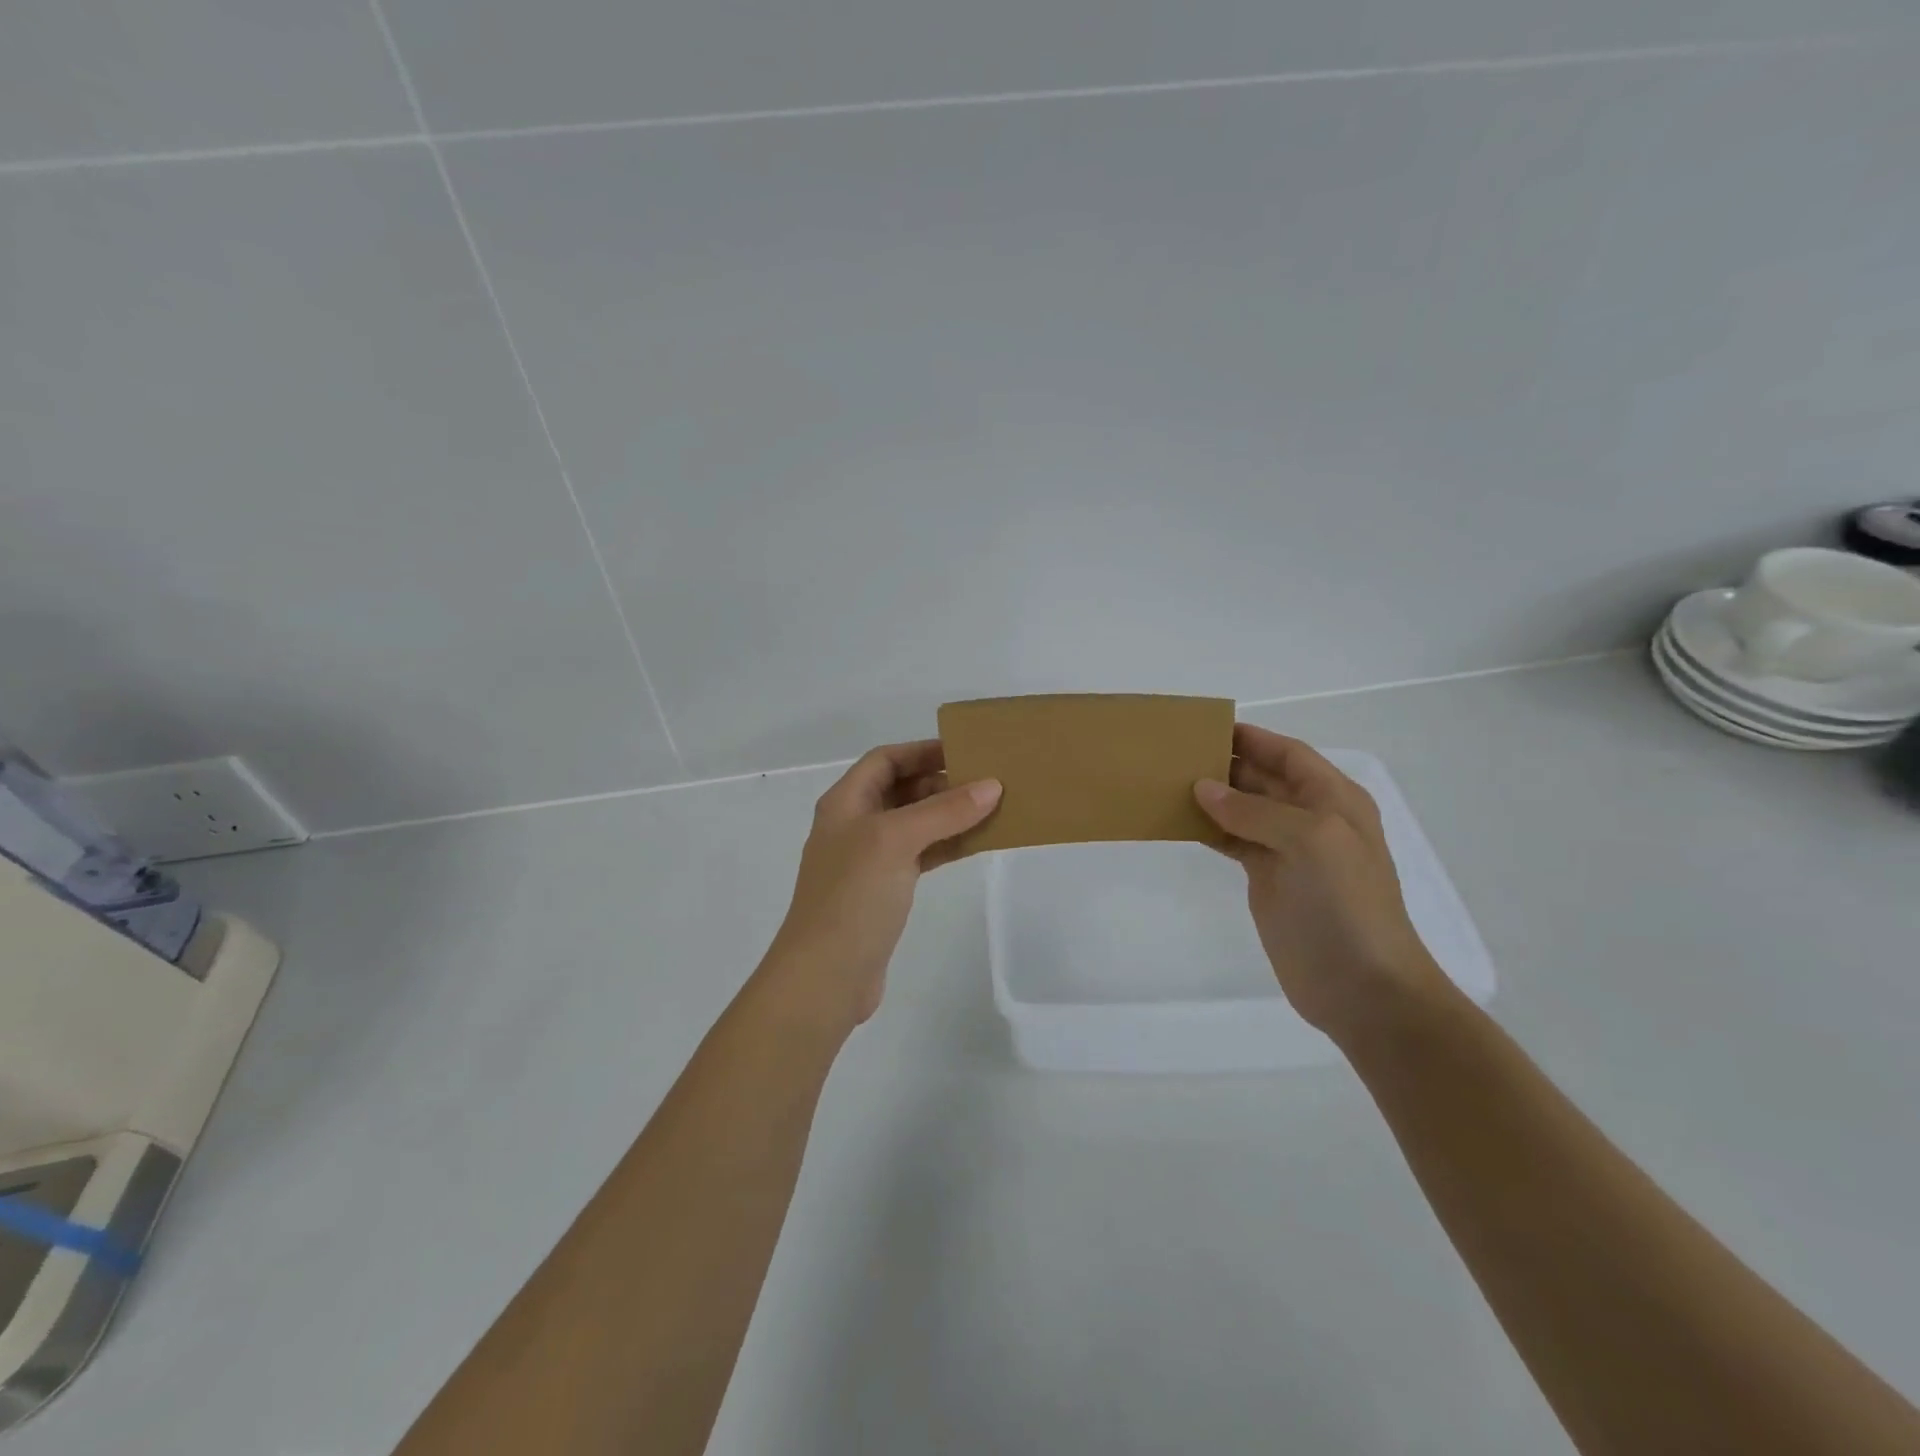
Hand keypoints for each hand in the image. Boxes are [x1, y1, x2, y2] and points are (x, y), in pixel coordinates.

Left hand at [762, 741, 1001, 1029]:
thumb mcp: (896, 841)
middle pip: (902, 789)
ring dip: (949, 815)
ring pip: (915, 824)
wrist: (825, 977)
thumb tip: (991, 785)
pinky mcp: (884, 891)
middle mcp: (855, 825)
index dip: (922, 751)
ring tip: (993, 809)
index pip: (885, 760)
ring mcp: (869, 860)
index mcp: (846, 802)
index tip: (966, 750)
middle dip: (942, 782)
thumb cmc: (853, 896)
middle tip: (988, 782)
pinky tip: (976, 844)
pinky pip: (921, 855)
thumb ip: (943, 811)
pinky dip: (947, 846)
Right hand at [1194, 725, 1444, 1043]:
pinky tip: (1179, 821)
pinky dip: (1208, 829)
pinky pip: (1233, 841)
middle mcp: (1310, 818)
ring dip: (1211, 796)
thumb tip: (1203, 788)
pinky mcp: (1267, 878)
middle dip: (1225, 764)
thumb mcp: (1310, 840)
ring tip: (1167, 782)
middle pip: (1263, 778)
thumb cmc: (1346, 902)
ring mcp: (1288, 850)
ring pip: (1243, 809)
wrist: (1361, 985)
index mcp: (1333, 799)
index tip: (1205, 727)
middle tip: (1175, 754)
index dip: (1252, 738)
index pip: (1288, 754)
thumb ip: (1255, 810)